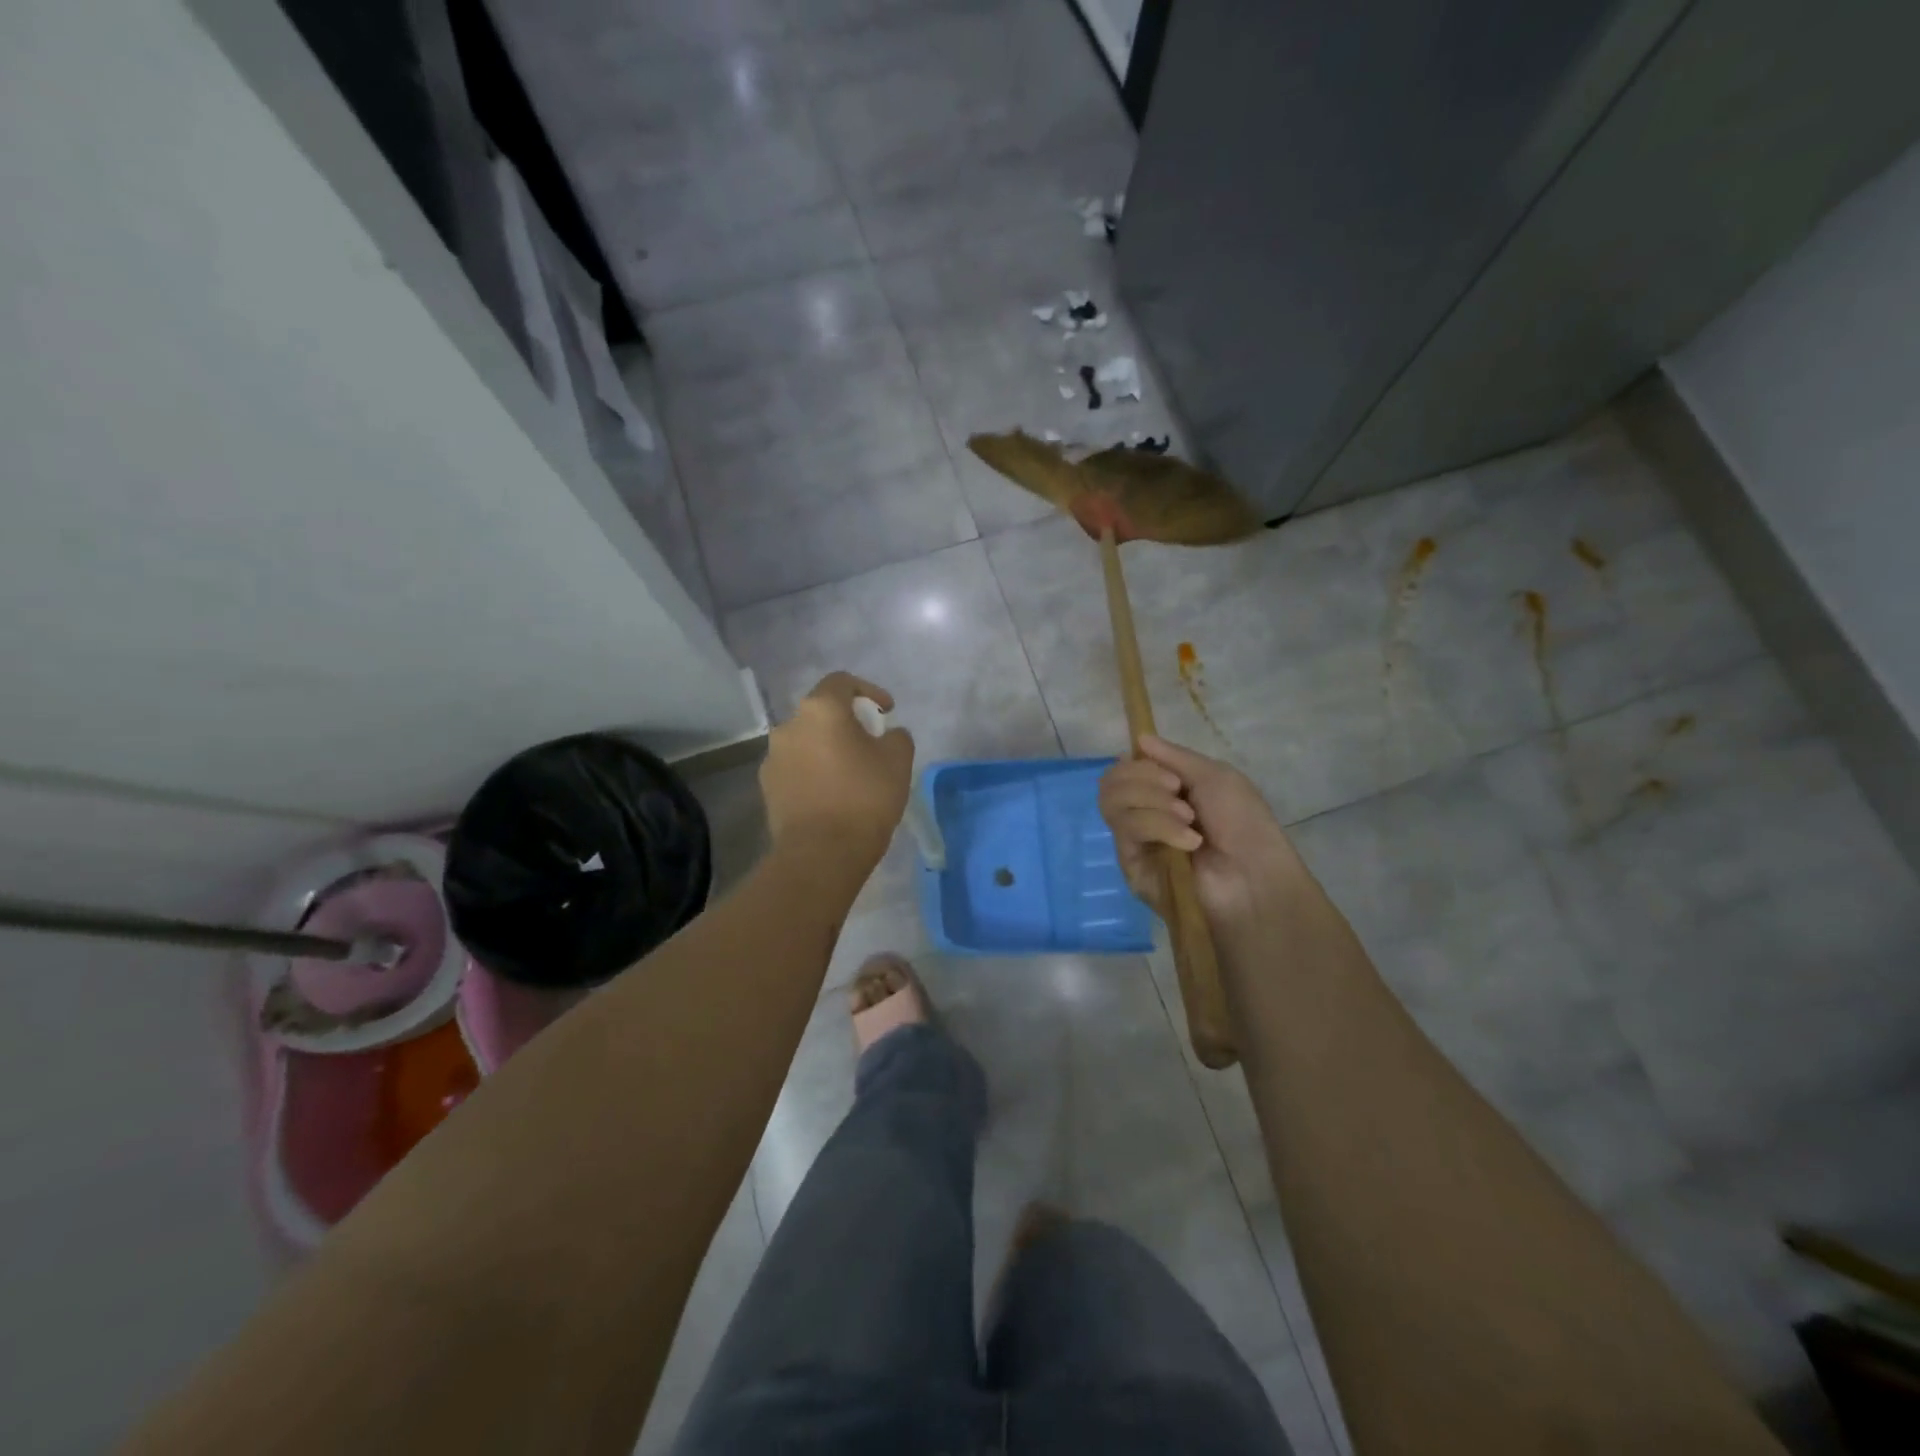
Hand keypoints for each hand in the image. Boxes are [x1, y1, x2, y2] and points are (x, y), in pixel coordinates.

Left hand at [761, 672, 914, 867]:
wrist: (820, 854)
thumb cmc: (864, 798)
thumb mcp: (898, 761)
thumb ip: (897, 737)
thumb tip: (888, 735)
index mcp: (820, 710)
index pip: (842, 682)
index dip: (868, 690)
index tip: (886, 712)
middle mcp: (789, 726)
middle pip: (821, 713)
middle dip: (847, 723)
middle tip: (871, 744)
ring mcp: (772, 758)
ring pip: (806, 742)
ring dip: (828, 749)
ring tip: (851, 774)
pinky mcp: (767, 788)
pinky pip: (796, 769)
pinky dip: (814, 772)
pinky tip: (831, 796)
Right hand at [1099, 735, 1300, 926]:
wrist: (1255, 876)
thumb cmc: (1243, 824)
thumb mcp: (1216, 776)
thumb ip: (1174, 756)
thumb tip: (1138, 739)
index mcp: (1161, 793)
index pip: (1124, 770)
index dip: (1138, 764)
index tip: (1171, 774)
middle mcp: (1142, 814)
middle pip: (1111, 782)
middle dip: (1143, 779)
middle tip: (1178, 791)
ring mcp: (1134, 841)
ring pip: (1113, 803)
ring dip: (1153, 802)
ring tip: (1187, 818)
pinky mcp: (1130, 865)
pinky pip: (1126, 830)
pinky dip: (1158, 826)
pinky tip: (1188, 840)